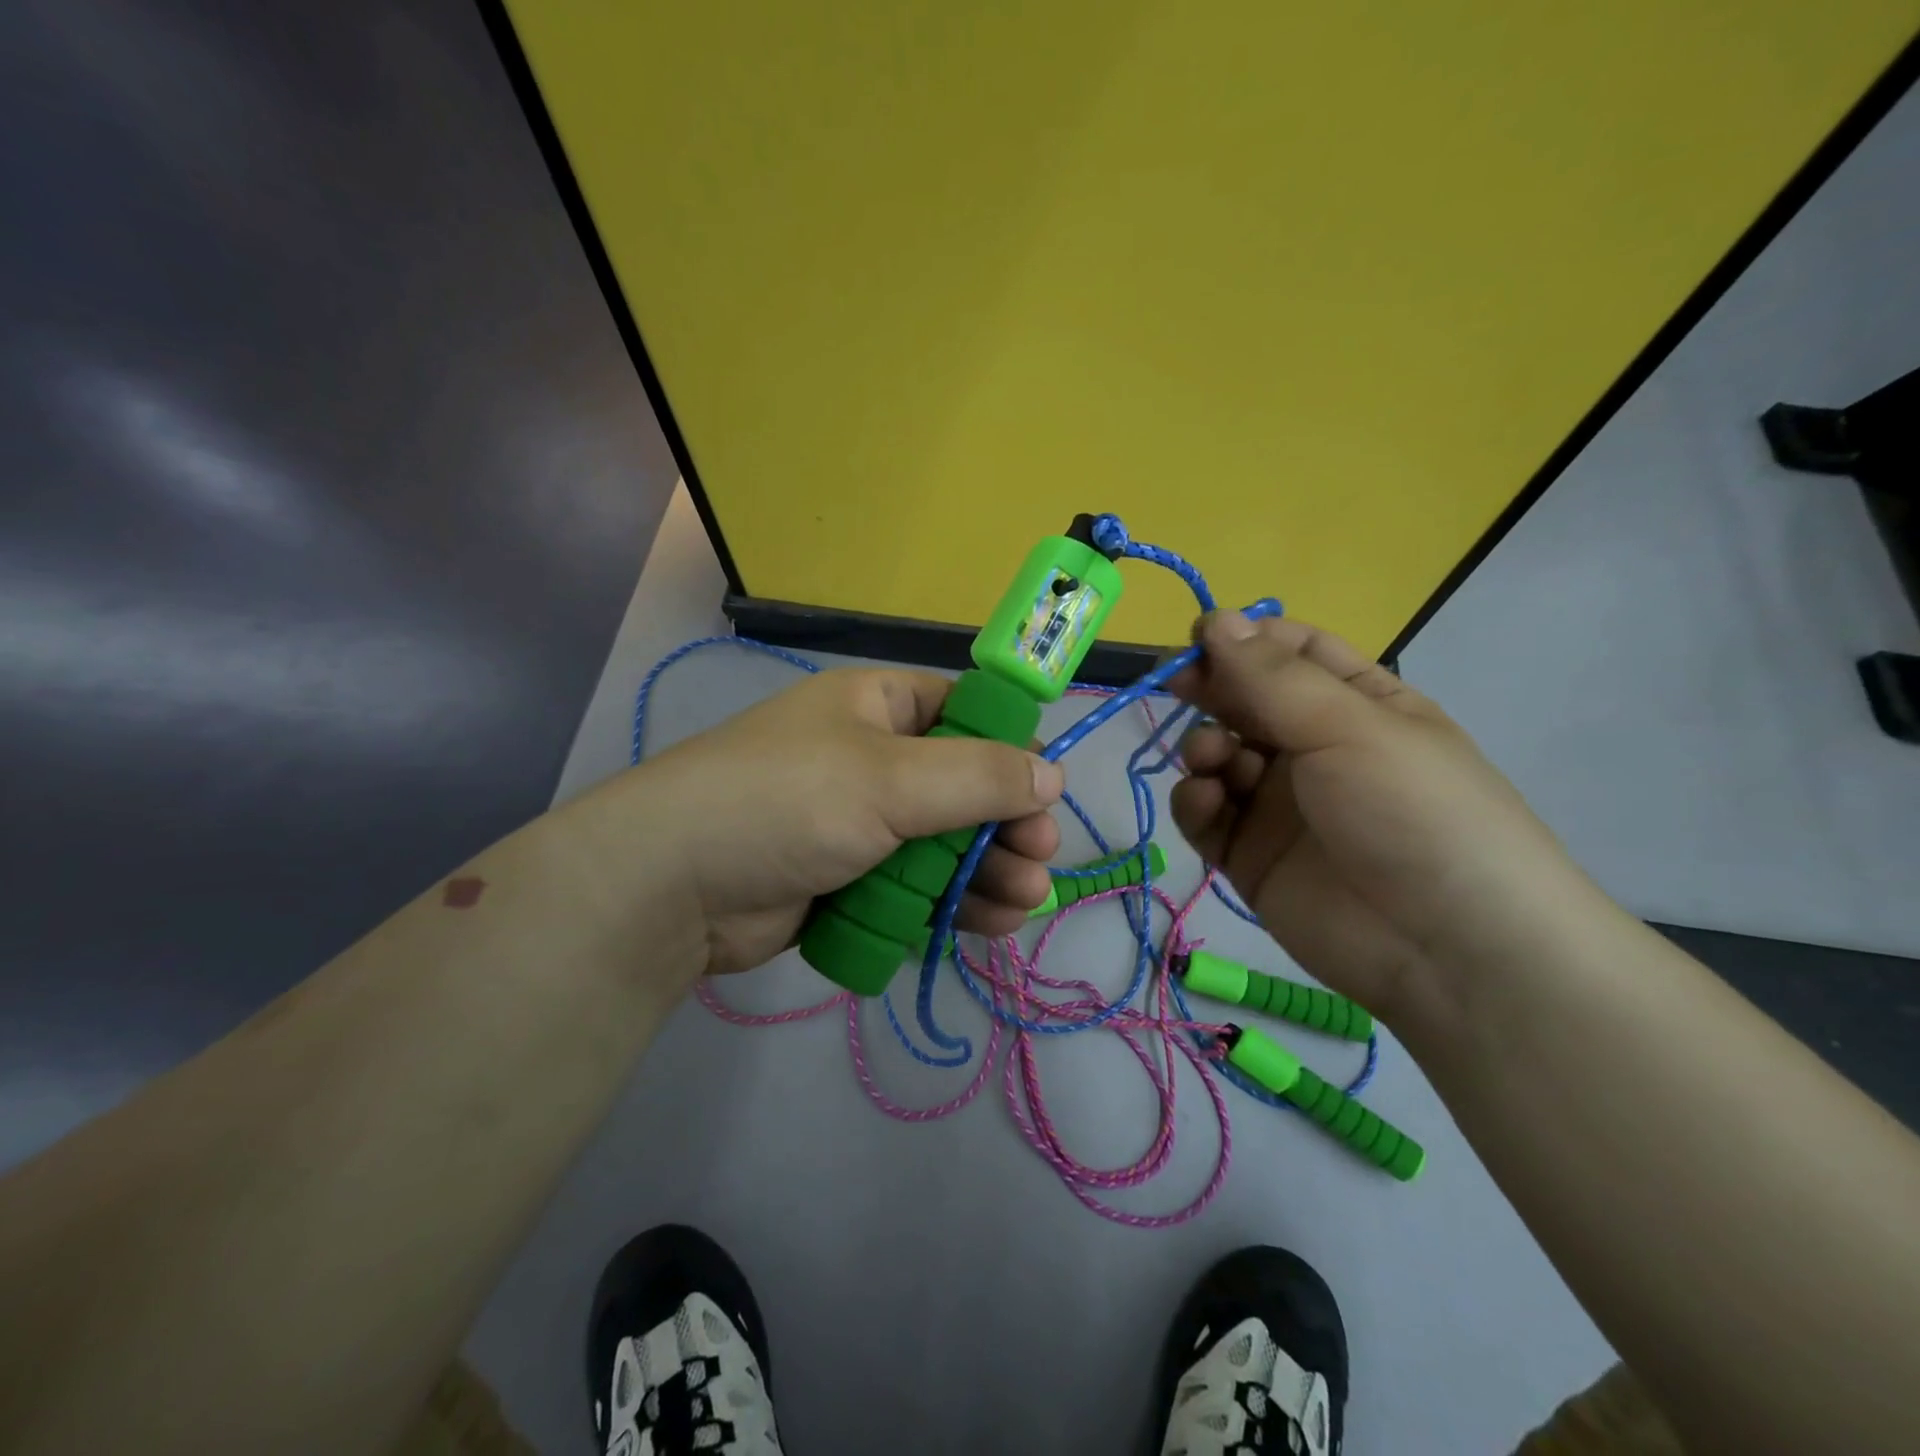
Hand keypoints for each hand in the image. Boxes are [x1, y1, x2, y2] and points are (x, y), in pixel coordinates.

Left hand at [581, 668, 1063, 977]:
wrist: (674, 886)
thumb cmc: (788, 802)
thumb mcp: (890, 779)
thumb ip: (977, 776)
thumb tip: (1050, 774)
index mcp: (877, 707)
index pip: (963, 713)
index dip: (1009, 750)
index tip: (1044, 792)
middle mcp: (872, 759)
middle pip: (962, 787)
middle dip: (1005, 825)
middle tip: (1038, 860)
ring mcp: (858, 823)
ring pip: (943, 844)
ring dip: (986, 871)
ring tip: (1022, 903)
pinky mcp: (847, 880)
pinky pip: (914, 885)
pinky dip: (948, 903)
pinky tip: (985, 924)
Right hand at [1168, 611, 1592, 1026]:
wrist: (1448, 950)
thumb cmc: (1411, 811)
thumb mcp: (1348, 726)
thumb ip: (1271, 676)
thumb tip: (1215, 618)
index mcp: (1357, 705)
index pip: (1292, 653)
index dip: (1245, 639)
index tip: (1198, 637)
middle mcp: (1314, 748)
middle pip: (1245, 701)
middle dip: (1211, 689)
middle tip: (1177, 684)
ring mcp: (1278, 804)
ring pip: (1219, 756)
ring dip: (1203, 747)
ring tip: (1212, 760)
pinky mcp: (1249, 854)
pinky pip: (1206, 813)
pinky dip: (1197, 801)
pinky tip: (1207, 802)